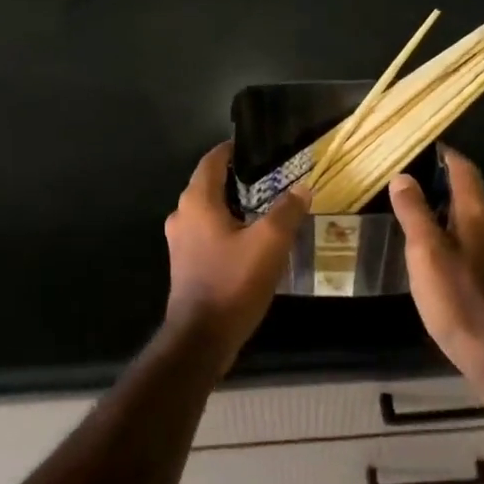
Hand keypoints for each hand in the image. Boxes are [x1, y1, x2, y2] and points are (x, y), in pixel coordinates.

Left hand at [162, 141, 307, 367]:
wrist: (201, 337)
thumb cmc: (233, 281)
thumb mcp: (270, 243)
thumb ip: (287, 210)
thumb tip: (302, 187)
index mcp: (197, 202)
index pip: (211, 161)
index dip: (232, 150)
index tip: (256, 146)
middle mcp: (182, 216)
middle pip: (209, 185)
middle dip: (237, 179)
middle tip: (271, 177)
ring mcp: (180, 242)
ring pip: (209, 212)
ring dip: (234, 206)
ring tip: (266, 207)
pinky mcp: (186, 264)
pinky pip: (208, 234)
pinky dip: (228, 229)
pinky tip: (251, 240)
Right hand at [389, 148, 483, 372]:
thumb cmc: (456, 296)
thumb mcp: (424, 251)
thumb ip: (414, 212)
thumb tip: (402, 177)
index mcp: (480, 213)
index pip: (464, 170)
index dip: (447, 158)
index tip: (427, 151)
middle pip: (473, 194)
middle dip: (446, 186)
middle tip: (415, 190)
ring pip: (478, 219)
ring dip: (453, 213)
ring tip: (423, 220)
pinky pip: (482, 241)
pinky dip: (461, 236)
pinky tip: (443, 254)